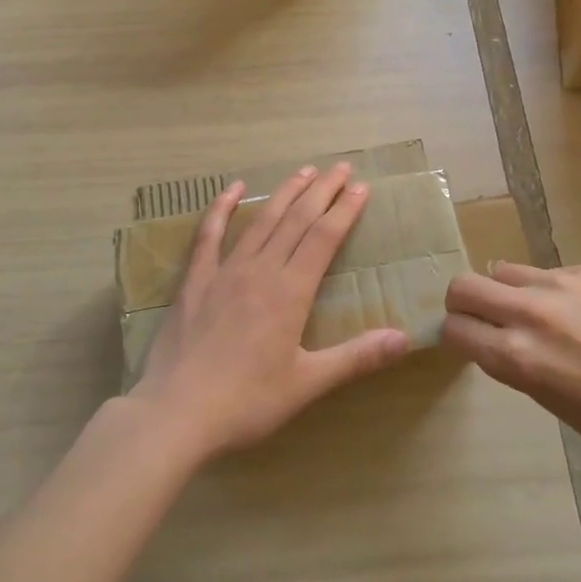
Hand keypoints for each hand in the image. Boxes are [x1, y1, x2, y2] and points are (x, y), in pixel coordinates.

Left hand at [130, 162, 409, 462]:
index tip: (361, 187)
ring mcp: (224, 271)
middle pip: (296, 220)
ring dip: (284, 192)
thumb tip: (404, 338)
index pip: (324, 238)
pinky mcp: (194, 281)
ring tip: (304, 170)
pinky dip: (221, 208)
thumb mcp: (307, 383)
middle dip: (321, 191)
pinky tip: (232, 189)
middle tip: (340, 168)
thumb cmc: (247, 401)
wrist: (176, 413)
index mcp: (290, 292)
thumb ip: (356, 357)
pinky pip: (208, 235)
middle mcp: (261, 270)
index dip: (344, 210)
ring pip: (261, 220)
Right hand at [442, 262, 580, 469]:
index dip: (453, 334)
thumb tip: (491, 337)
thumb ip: (512, 361)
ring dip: (506, 292)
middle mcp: (530, 312)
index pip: (454, 328)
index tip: (465, 340)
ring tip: (535, 314)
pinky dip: (549, 290)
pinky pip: (549, 272)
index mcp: (516, 356)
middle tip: (480, 318)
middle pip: (464, 286)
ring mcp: (561, 284)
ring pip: (504, 271)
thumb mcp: (547, 399)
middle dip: (462, 302)